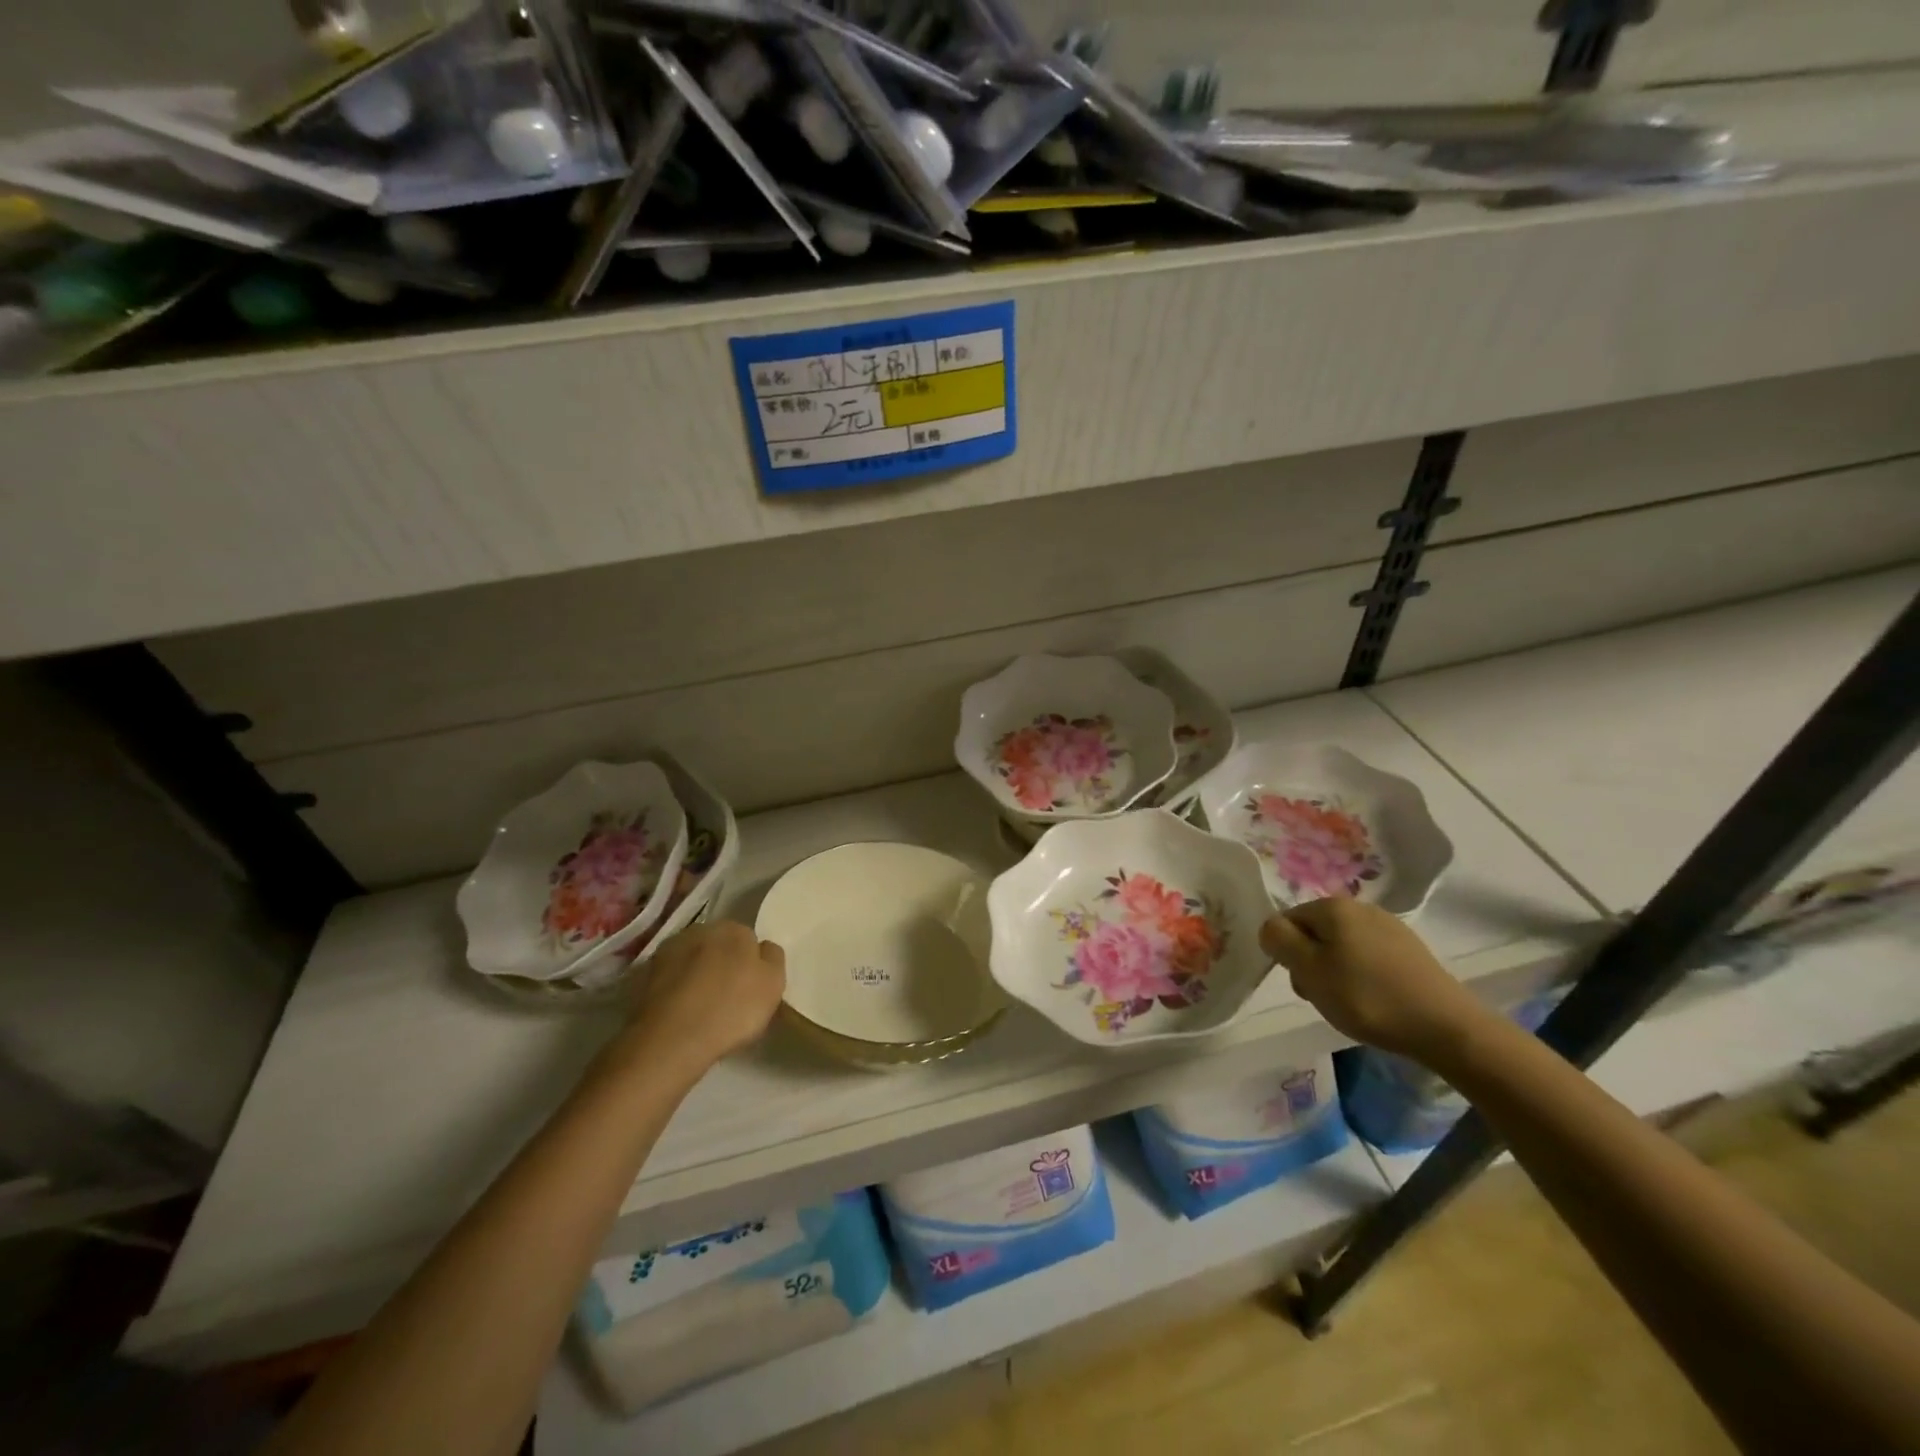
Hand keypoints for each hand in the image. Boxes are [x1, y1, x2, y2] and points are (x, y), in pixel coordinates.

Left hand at [617, 921, 786, 1078]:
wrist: (672, 1039)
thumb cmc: (732, 1009)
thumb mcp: (773, 984)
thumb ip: (773, 957)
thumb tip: (763, 948)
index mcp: (735, 928)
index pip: (749, 939)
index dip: (751, 963)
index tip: (750, 987)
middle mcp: (701, 929)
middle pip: (719, 945)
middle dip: (723, 963)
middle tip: (728, 996)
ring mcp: (669, 950)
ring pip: (692, 959)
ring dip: (697, 974)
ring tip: (701, 1007)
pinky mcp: (644, 974)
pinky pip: (671, 978)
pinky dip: (676, 988)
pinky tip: (680, 1011)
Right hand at [1260, 898, 1487, 1062]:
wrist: (1445, 1027)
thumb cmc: (1366, 997)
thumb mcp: (1309, 969)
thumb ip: (1279, 940)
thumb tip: (1271, 926)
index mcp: (1333, 906)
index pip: (1287, 920)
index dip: (1286, 952)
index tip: (1303, 982)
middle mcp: (1360, 907)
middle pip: (1315, 932)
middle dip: (1311, 962)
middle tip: (1323, 996)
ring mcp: (1389, 927)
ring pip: (1342, 946)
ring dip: (1336, 971)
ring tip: (1351, 1003)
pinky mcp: (1410, 950)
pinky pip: (1369, 957)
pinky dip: (1363, 976)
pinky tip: (1375, 1000)